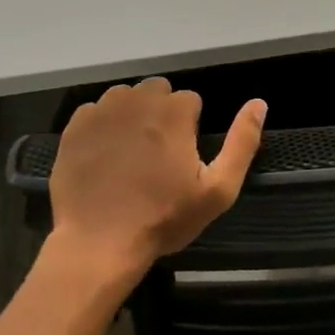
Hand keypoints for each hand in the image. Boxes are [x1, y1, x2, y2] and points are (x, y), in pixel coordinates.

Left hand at [47, 78, 265, 285]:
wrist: (99, 242)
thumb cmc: (164, 218)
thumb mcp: (217, 189)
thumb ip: (242, 142)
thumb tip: (259, 103)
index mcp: (174, 113)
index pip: (191, 100)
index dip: (191, 127)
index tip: (183, 157)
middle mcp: (137, 101)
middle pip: (157, 91)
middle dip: (162, 113)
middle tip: (159, 154)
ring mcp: (102, 112)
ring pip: (125, 97)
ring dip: (133, 115)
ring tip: (131, 152)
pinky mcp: (74, 127)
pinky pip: (95, 112)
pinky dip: (103, 126)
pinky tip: (104, 156)